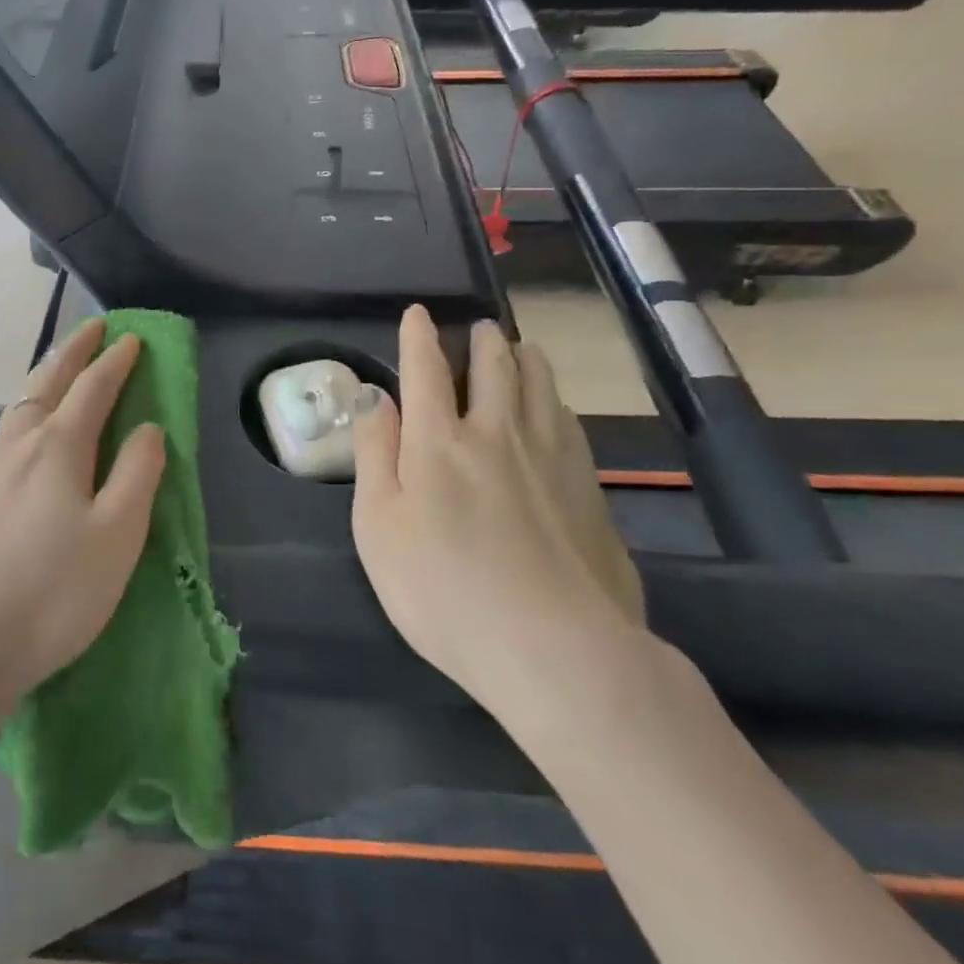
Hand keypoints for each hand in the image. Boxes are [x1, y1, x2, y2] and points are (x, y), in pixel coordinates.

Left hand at [0, 319, 164, 719]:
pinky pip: (5, 428)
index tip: (132, 339)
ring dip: (45, 375)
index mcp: (59, 445)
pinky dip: (25, 407)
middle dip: (74, 351)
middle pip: (48, 382)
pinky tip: (23, 426)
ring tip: (59, 365)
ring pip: (20, 403)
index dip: (115, 361)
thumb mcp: (117, 534)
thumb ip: (137, 474)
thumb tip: (148, 427)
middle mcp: (19, 443)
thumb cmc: (52, 590)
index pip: (94, 388)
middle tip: (92, 327)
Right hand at [350, 305, 643, 713]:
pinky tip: (556, 409)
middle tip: (479, 328)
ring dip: (526, 358)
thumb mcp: (378, 526)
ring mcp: (551, 457)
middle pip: (494, 365)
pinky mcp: (589, 488)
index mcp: (438, 441)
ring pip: (541, 384)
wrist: (555, 649)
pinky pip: (570, 421)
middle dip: (482, 339)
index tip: (418, 313)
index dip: (419, 336)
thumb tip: (374, 396)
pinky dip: (555, 400)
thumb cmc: (443, 590)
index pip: (426, 368)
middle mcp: (497, 432)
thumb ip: (374, 454)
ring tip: (520, 349)